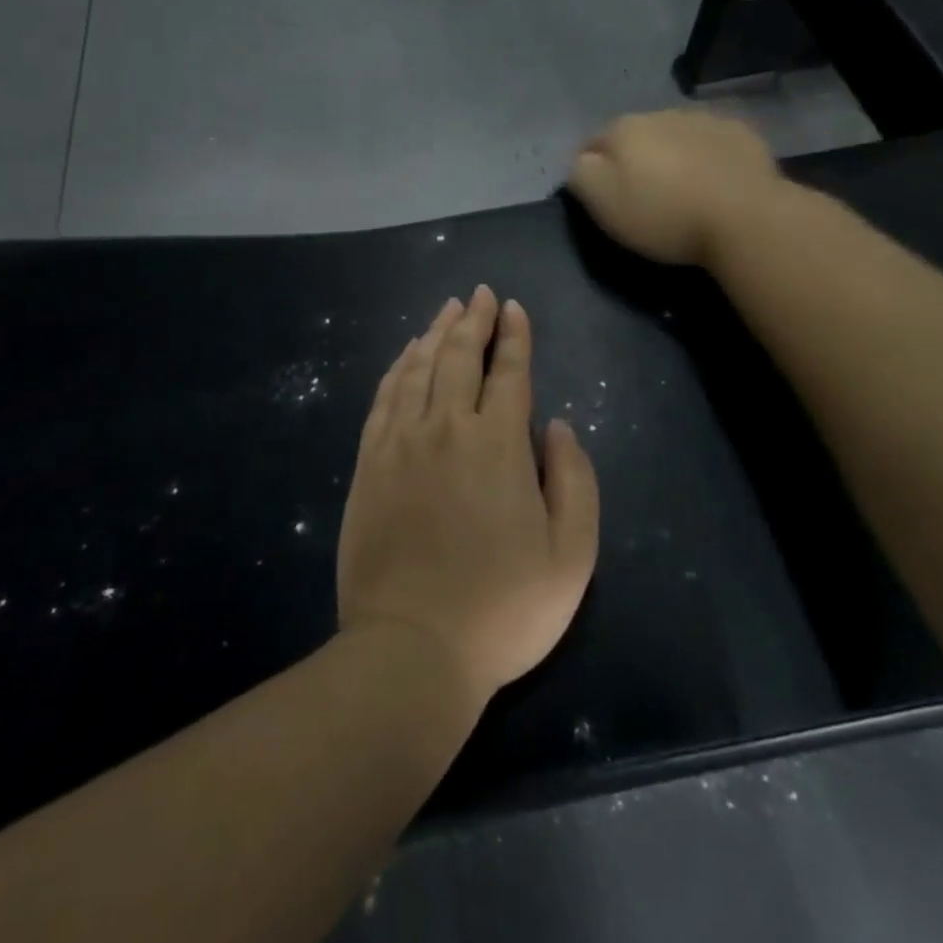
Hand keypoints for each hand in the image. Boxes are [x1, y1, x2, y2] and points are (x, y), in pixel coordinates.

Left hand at [337, 287, 599, 707]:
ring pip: (418, 368)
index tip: (513, 307)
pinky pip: (384, 397)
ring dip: (435, 333)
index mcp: (497, 444)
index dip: (514, 335)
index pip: (509, 371)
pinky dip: (398, 367)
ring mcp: (400, 442)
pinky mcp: (369, 462)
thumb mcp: (571, 555)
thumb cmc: (503, 609)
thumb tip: (557, 424)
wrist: (412, 648)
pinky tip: (406, 355)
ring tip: (446, 310)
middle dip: (473, 320)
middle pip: (459, 356)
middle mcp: (446, 427)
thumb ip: (574, 479)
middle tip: (479, 294)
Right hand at [568, 109, 784, 267]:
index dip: (593, 171)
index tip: (603, 198)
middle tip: (645, 197)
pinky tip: (716, 183)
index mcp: (623, 128)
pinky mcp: (742, 133)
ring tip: (683, 190)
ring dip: (673, 155)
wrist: (745, 218)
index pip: (592, 143)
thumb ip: (580, 174)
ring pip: (675, 135)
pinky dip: (709, 156)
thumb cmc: (664, 215)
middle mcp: (662, 113)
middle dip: (636, 159)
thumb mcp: (602, 202)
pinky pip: (714, 142)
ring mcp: (706, 119)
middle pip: (636, 136)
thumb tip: (582, 160)